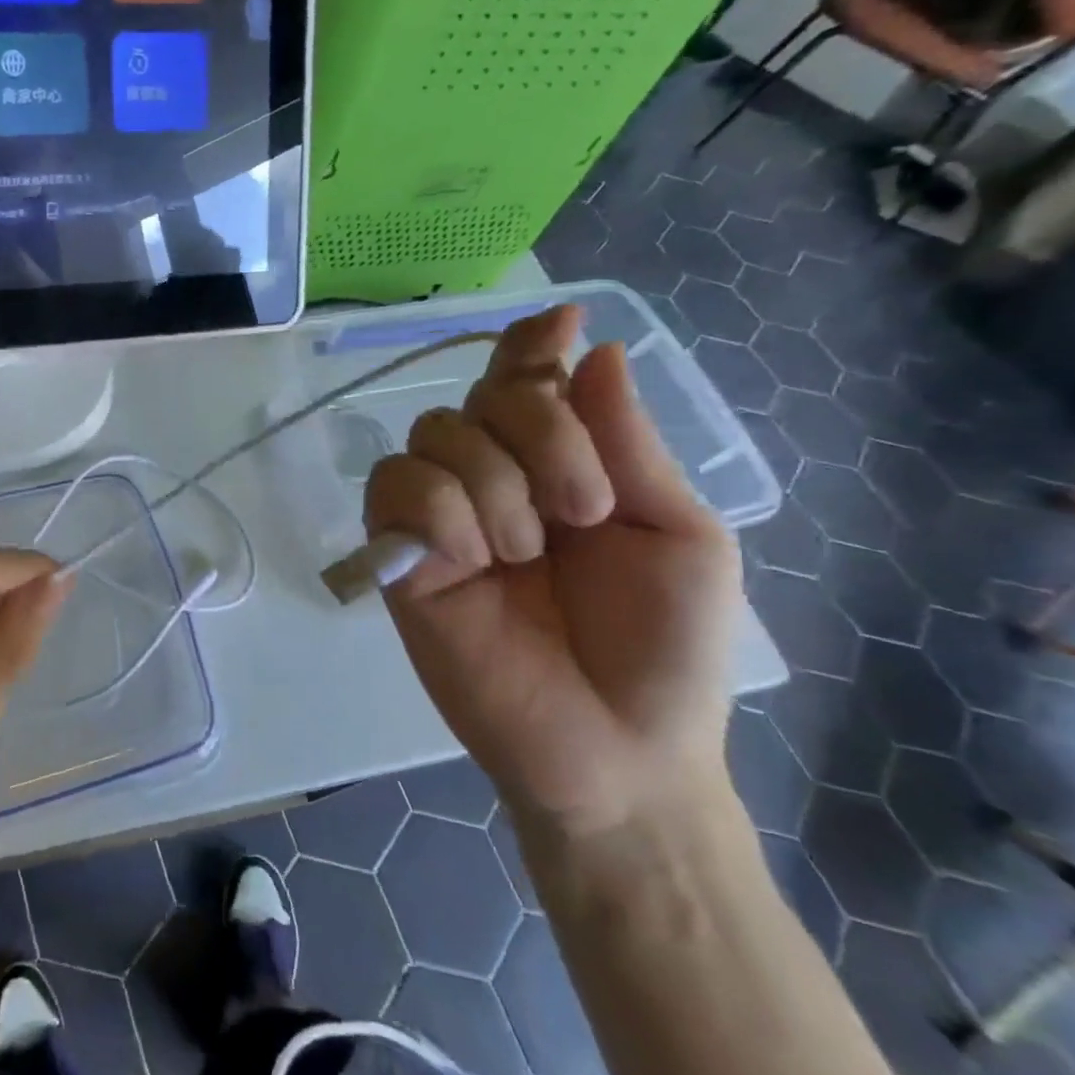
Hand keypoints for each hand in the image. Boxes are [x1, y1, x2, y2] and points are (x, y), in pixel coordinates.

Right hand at [365, 306, 740, 840]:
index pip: (528, 380)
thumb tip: (595, 349)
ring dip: (494, 484)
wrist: (617, 751)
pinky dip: (440, 510)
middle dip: (540, 434)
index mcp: (561, 467)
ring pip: (435, 434)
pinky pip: (396, 486)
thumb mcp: (679, 535)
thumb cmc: (666, 647)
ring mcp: (441, 517)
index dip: (533, 346)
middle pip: (482, 396)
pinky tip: (471, 560)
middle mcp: (493, 478)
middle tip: (585, 509)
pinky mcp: (399, 554)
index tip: (561, 323)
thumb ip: (629, 445)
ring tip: (526, 555)